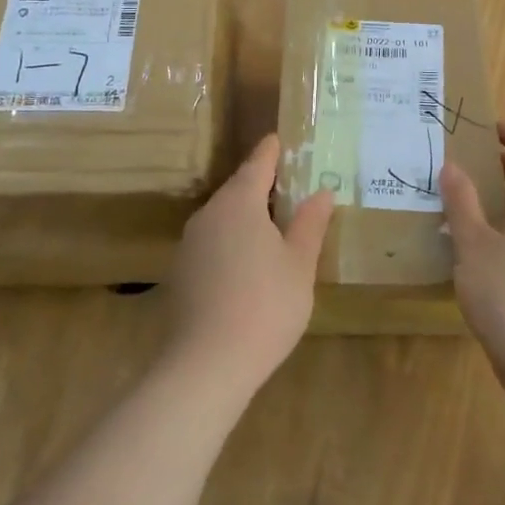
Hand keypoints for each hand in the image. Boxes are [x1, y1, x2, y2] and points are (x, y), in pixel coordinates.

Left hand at [166, 134, 333, 401]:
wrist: (207, 365)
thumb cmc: (265, 305)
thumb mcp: (299, 264)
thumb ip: (310, 224)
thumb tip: (322, 192)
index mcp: (239, 204)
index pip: (257, 165)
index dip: (271, 152)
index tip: (279, 139)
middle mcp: (209, 215)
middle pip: (237, 190)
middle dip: (261, 185)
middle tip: (287, 183)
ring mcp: (190, 245)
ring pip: (223, 218)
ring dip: (246, 215)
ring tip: (273, 223)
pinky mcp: (182, 273)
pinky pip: (213, 242)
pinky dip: (232, 241)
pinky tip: (248, 262)